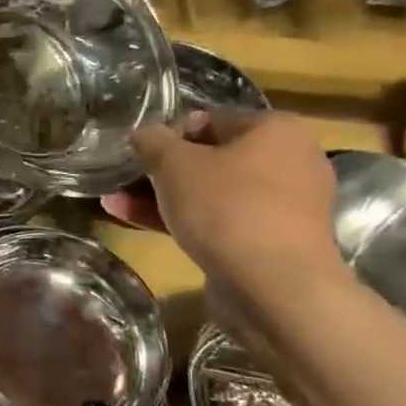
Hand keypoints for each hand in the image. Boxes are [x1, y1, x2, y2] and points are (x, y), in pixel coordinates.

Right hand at [103, 111, 346, 293]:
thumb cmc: (226, 207)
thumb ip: (152, 140)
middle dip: (162, 170)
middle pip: (211, 158)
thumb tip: (144, 132)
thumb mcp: (174, 163)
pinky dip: (182, 220)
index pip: (210, 120)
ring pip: (211, 193)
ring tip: (116, 201)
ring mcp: (282, 206)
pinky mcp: (271, 242)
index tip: (138, 151)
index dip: (168, 133)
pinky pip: (220, 221)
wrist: (274, 286)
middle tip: (125, 178)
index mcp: (276, 130)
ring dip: (164, 197)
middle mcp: (289, 162)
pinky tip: (135, 221)